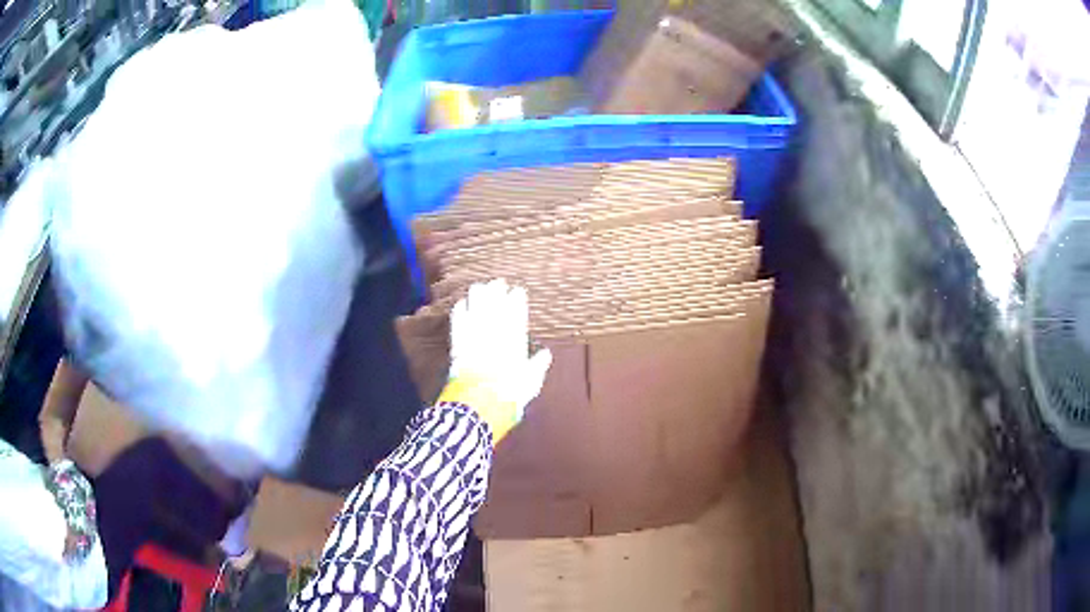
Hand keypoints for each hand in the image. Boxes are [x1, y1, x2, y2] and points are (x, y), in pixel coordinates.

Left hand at [439, 279, 551, 442]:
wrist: (477, 406)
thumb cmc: (508, 398)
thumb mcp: (530, 384)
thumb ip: (537, 366)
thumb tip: (545, 354)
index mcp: (514, 342)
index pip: (516, 315)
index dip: (517, 301)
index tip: (518, 291)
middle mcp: (494, 335)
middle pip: (495, 306)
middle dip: (497, 292)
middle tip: (498, 282)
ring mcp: (474, 337)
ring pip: (476, 309)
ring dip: (478, 297)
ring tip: (480, 286)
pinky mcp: (457, 344)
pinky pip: (458, 322)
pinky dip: (460, 311)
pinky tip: (461, 303)